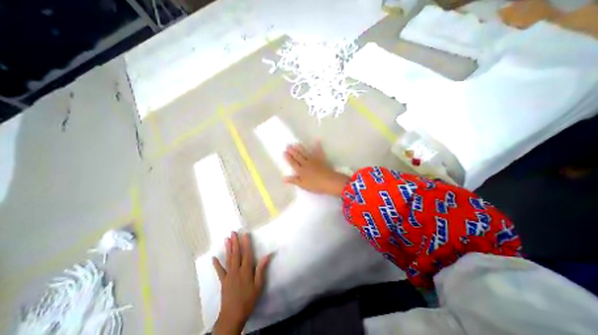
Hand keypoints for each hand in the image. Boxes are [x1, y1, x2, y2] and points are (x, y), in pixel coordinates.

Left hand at [211, 231, 270, 333]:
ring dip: (228, 248)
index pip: (247, 254)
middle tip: (233, 232)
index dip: (246, 243)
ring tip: (226, 239)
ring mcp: (228, 275)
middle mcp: (236, 270)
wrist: (233, 316)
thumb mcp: (258, 286)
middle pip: (236, 254)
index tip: (245, 234)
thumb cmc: (248, 300)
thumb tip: (267, 256)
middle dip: (235, 242)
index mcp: (246, 271)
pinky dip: (216, 264)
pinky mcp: (223, 281)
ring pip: (228, 259)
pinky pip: (219, 271)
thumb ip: (261, 270)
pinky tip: (213, 257)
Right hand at [283, 141, 351, 195]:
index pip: (293, 163)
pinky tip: (317, 141)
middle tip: (288, 145)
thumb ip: (294, 180)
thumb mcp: (303, 185)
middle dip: (292, 151)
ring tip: (296, 143)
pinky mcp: (321, 159)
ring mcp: (314, 160)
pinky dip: (318, 146)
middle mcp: (306, 163)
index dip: (288, 158)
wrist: (329, 181)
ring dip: (301, 148)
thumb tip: (284, 178)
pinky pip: (319, 151)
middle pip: (298, 156)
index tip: (284, 152)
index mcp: (301, 170)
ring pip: (306, 153)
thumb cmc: (315, 185)